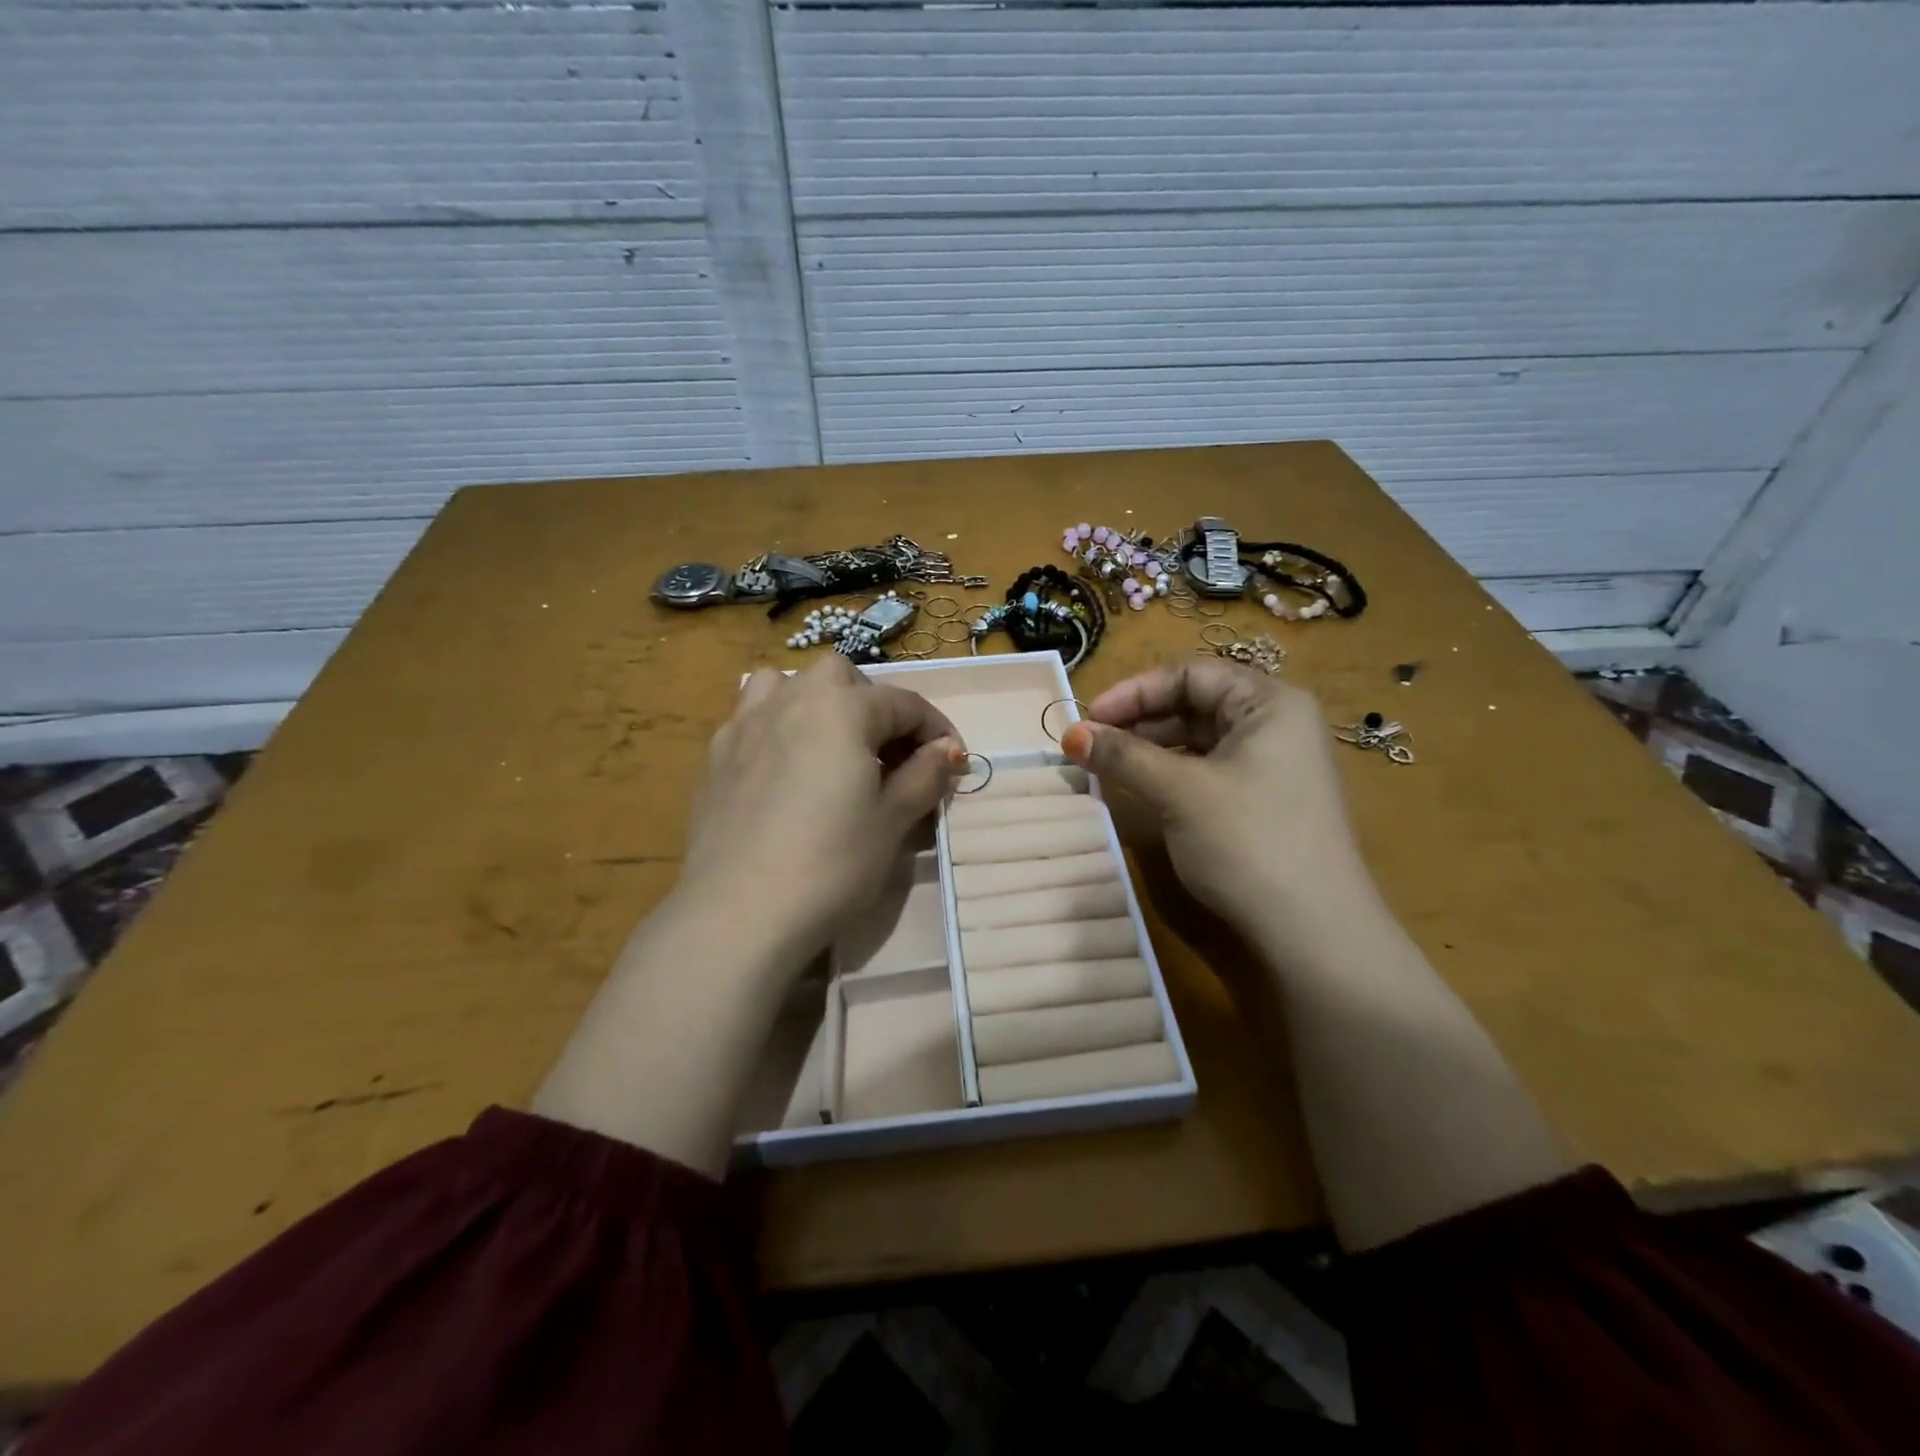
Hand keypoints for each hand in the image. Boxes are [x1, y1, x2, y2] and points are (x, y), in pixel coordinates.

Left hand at [679, 655, 966, 952]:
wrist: (739, 911)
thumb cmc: (831, 863)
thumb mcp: (892, 821)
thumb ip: (924, 775)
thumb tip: (946, 750)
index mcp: (842, 708)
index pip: (904, 703)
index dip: (936, 729)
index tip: (952, 762)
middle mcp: (791, 699)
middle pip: (841, 677)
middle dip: (873, 703)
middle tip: (888, 752)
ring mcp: (745, 724)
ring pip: (785, 684)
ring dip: (815, 701)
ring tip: (828, 744)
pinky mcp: (715, 756)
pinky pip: (752, 719)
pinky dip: (777, 728)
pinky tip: (783, 770)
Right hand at [1061, 660, 1369, 936]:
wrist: (1315, 933)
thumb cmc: (1249, 842)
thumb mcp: (1180, 791)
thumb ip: (1123, 756)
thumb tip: (1069, 733)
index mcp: (1269, 702)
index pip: (1190, 674)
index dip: (1133, 691)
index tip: (1088, 718)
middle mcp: (1276, 723)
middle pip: (1194, 702)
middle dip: (1138, 720)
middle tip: (1090, 744)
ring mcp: (1273, 763)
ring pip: (1198, 738)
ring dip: (1149, 748)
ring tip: (1106, 766)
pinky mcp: (1264, 799)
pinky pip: (1208, 768)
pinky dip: (1170, 772)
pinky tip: (1141, 787)